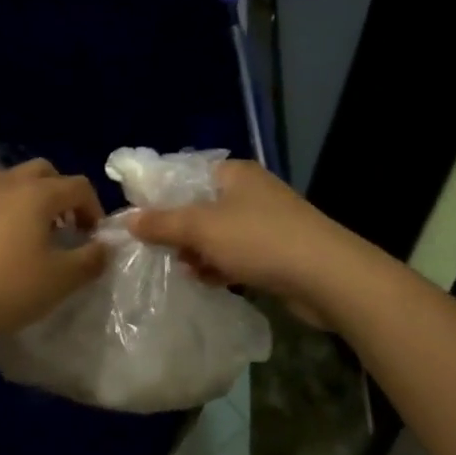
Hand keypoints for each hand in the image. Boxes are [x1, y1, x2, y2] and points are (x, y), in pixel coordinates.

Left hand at [0, 159, 107, 350]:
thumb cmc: (7, 288)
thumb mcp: (61, 280)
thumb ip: (91, 259)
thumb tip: (103, 246)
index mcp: (37, 193)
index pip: (78, 186)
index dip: (93, 208)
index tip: (92, 237)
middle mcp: (7, 183)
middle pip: (44, 172)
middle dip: (61, 194)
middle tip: (64, 227)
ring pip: (12, 181)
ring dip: (30, 199)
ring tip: (31, 235)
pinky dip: (2, 211)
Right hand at [128, 160, 366, 325]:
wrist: (328, 277)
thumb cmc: (260, 240)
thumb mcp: (202, 228)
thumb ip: (162, 223)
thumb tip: (127, 219)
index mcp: (233, 173)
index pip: (184, 175)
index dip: (158, 196)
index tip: (136, 220)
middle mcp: (249, 191)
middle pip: (199, 206)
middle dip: (178, 230)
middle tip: (155, 251)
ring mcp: (265, 222)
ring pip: (217, 234)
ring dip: (198, 252)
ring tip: (182, 270)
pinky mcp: (277, 251)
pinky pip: (236, 254)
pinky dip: (220, 266)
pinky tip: (208, 281)